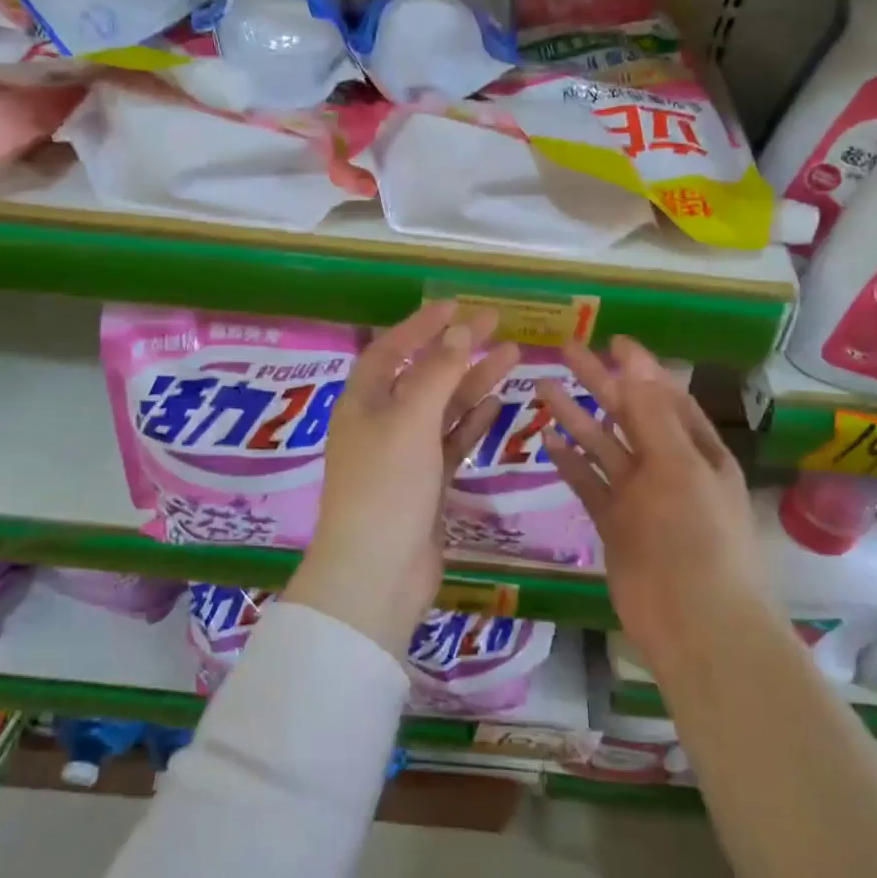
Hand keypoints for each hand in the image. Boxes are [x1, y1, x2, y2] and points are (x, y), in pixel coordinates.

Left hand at [288, 302, 518, 653]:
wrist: (377, 572)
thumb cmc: (386, 485)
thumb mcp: (410, 418)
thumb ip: (438, 371)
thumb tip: (461, 328)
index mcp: (362, 401)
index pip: (391, 348)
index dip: (422, 325)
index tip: (457, 305)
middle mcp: (380, 422)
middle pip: (422, 374)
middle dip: (458, 348)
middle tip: (498, 323)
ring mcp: (404, 455)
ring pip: (443, 408)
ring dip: (474, 382)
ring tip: (513, 355)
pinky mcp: (426, 484)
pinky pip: (451, 442)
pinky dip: (472, 422)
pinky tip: (498, 403)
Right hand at [536, 336, 767, 666]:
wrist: (695, 622)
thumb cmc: (696, 536)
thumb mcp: (678, 466)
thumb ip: (652, 415)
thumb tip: (635, 360)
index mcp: (696, 449)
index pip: (663, 395)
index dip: (638, 367)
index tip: (610, 339)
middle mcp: (668, 467)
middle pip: (628, 414)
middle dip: (599, 382)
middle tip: (564, 352)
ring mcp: (639, 497)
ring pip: (603, 447)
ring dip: (577, 418)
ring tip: (543, 388)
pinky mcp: (615, 524)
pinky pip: (589, 484)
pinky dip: (571, 462)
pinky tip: (547, 440)